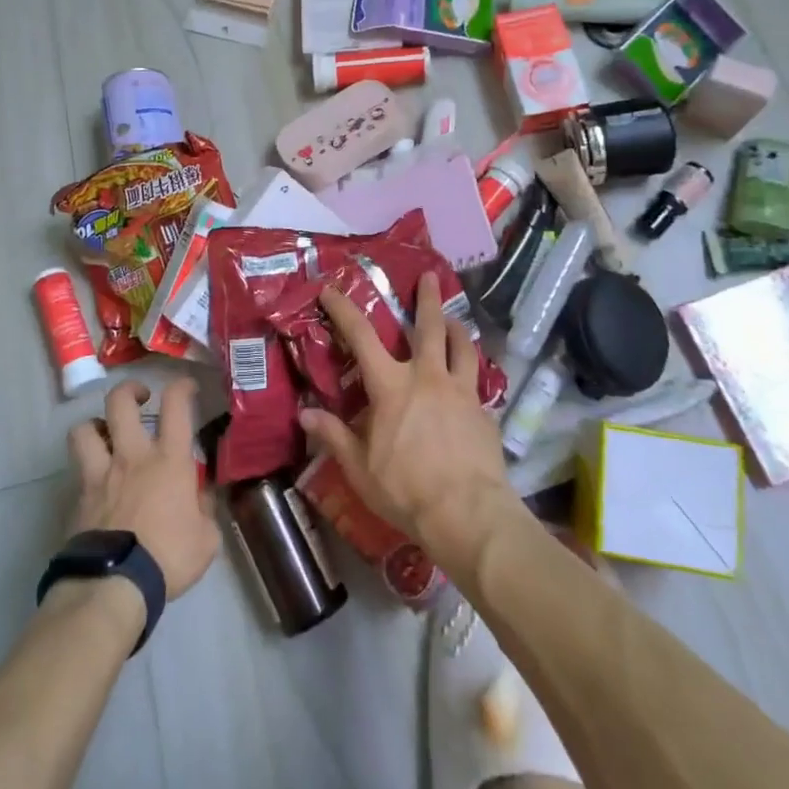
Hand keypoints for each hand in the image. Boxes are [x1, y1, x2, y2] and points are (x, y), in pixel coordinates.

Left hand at [67, 378, 218, 601]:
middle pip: (120, 402)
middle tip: (140, 399)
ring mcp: (100, 474)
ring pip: (85, 429)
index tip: (187, 388)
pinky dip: (86, 468)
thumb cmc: (167, 558)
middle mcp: (132, 456)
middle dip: (130, 391)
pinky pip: (77, 470)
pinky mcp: (78, 497)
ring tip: (106, 434)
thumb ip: (204, 509)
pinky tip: (96, 482)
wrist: (113, 585)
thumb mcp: (206, 538)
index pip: (176, 405)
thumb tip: (199, 496)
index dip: (182, 387)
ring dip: (95, 425)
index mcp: (169, 459)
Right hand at [298, 274, 518, 577]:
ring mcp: (461, 391)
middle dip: (427, 298)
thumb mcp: (360, 468)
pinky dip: (471, 368)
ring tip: (455, 319)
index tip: (331, 289)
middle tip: (430, 275)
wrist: (468, 513)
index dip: (344, 310)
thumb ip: (335, 435)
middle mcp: (428, 377)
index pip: (361, 337)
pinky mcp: (484, 410)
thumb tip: (304, 412)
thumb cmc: (406, 490)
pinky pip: (477, 379)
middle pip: (429, 326)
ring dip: (457, 327)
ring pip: (462, 346)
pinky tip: (471, 376)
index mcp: (392, 386)